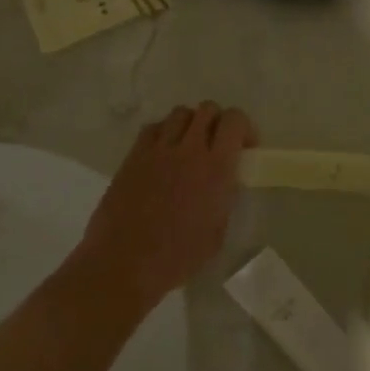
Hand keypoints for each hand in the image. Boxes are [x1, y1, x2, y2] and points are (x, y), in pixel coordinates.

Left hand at [73, 103, 258, 307]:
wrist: (125, 261)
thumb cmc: (177, 257)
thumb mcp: (217, 233)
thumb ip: (224, 199)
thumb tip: (224, 184)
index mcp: (216, 169)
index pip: (234, 120)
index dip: (243, 128)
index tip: (244, 148)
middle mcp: (188, 150)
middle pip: (207, 109)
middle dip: (218, 122)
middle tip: (217, 146)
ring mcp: (157, 150)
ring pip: (179, 113)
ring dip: (190, 125)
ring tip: (189, 147)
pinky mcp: (133, 156)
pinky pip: (153, 128)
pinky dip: (164, 133)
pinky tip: (164, 155)